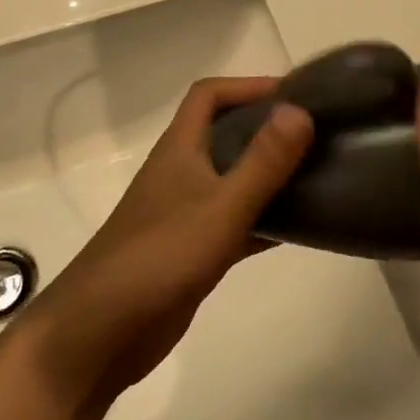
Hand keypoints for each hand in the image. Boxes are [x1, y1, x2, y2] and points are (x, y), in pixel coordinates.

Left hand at [26, 77, 314, 404]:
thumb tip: (300, 109)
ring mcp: (186, 213)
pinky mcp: (194, 251)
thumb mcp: (221, 206)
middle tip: (317, 134)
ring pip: (235, 180)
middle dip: (268, 128)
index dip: (249, 86)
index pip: (210, 96)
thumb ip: (263, 161)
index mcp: (180, 150)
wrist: (100, 333)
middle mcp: (182, 173)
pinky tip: (302, 227)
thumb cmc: (160, 257)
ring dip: (270, 174)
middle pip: (226, 135)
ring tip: (319, 174)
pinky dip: (266, 219)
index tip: (296, 95)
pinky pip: (237, 222)